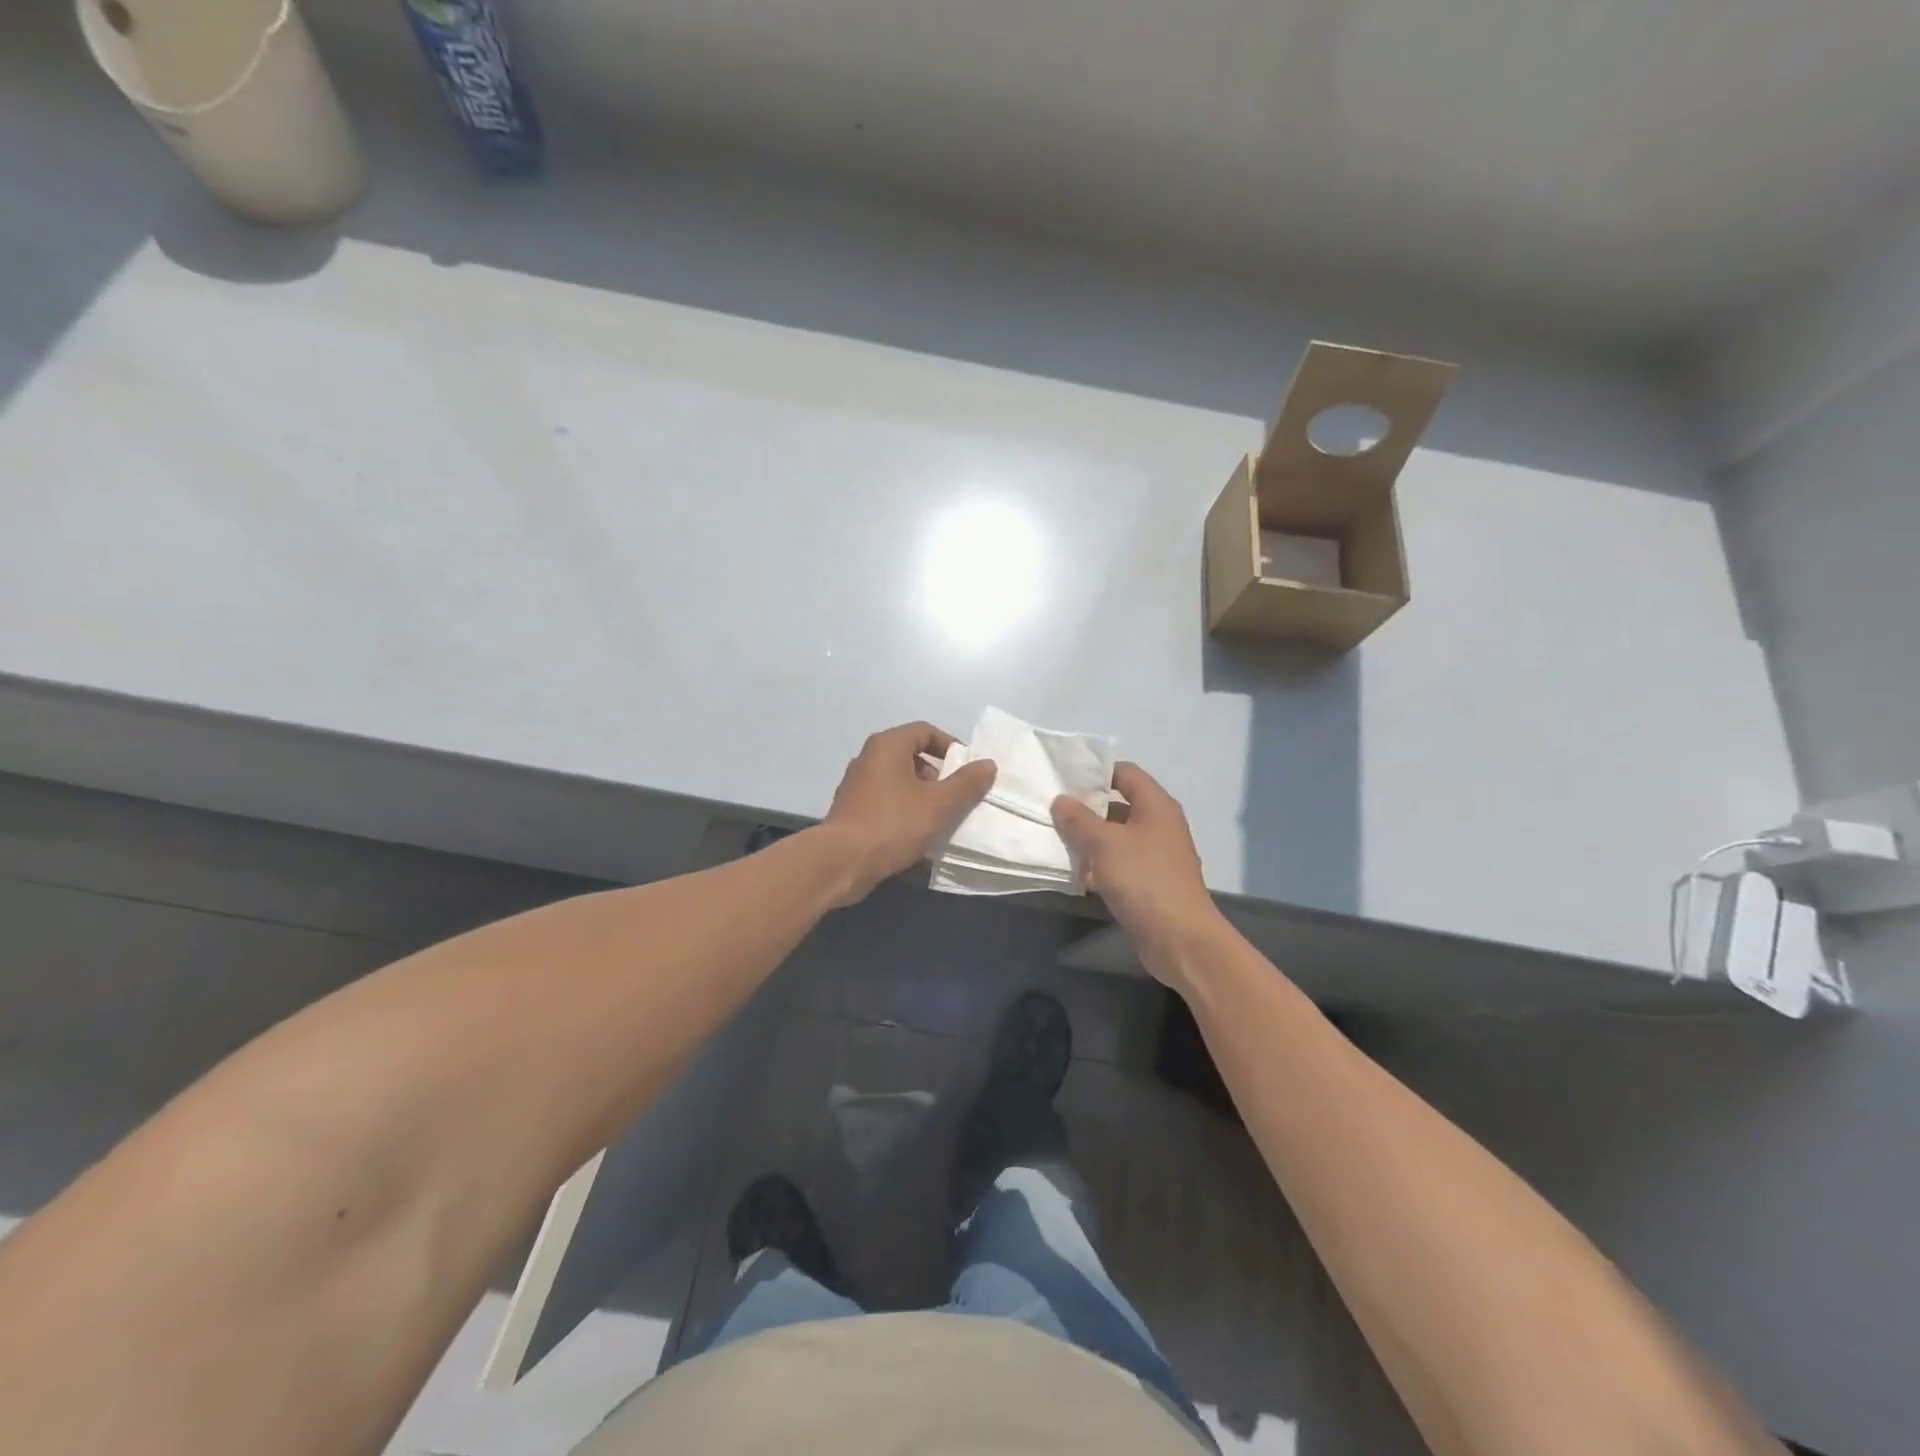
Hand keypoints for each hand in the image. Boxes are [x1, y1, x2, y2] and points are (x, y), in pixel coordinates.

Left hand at [822, 722, 995, 903]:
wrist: (841, 861)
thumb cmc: (893, 824)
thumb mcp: (939, 804)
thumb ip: (966, 783)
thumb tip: (987, 764)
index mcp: (887, 745)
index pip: (925, 731)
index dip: (950, 746)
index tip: (967, 770)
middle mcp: (868, 757)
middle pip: (910, 754)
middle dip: (936, 773)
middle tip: (952, 796)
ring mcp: (856, 783)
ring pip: (897, 778)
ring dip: (920, 793)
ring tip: (936, 817)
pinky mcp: (850, 808)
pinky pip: (884, 798)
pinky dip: (902, 807)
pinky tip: (913, 832)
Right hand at [1052, 764, 1223, 987]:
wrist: (1180, 939)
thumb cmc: (1144, 880)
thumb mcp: (1104, 844)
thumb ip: (1079, 820)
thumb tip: (1061, 800)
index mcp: (1156, 806)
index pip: (1125, 773)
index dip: (1096, 773)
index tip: (1065, 782)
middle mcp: (1160, 825)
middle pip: (1119, 806)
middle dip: (1087, 810)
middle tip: (1054, 813)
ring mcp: (1157, 855)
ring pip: (1118, 837)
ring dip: (1091, 840)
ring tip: (1059, 842)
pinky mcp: (1151, 882)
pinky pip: (1122, 863)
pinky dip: (1101, 866)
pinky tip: (1078, 875)